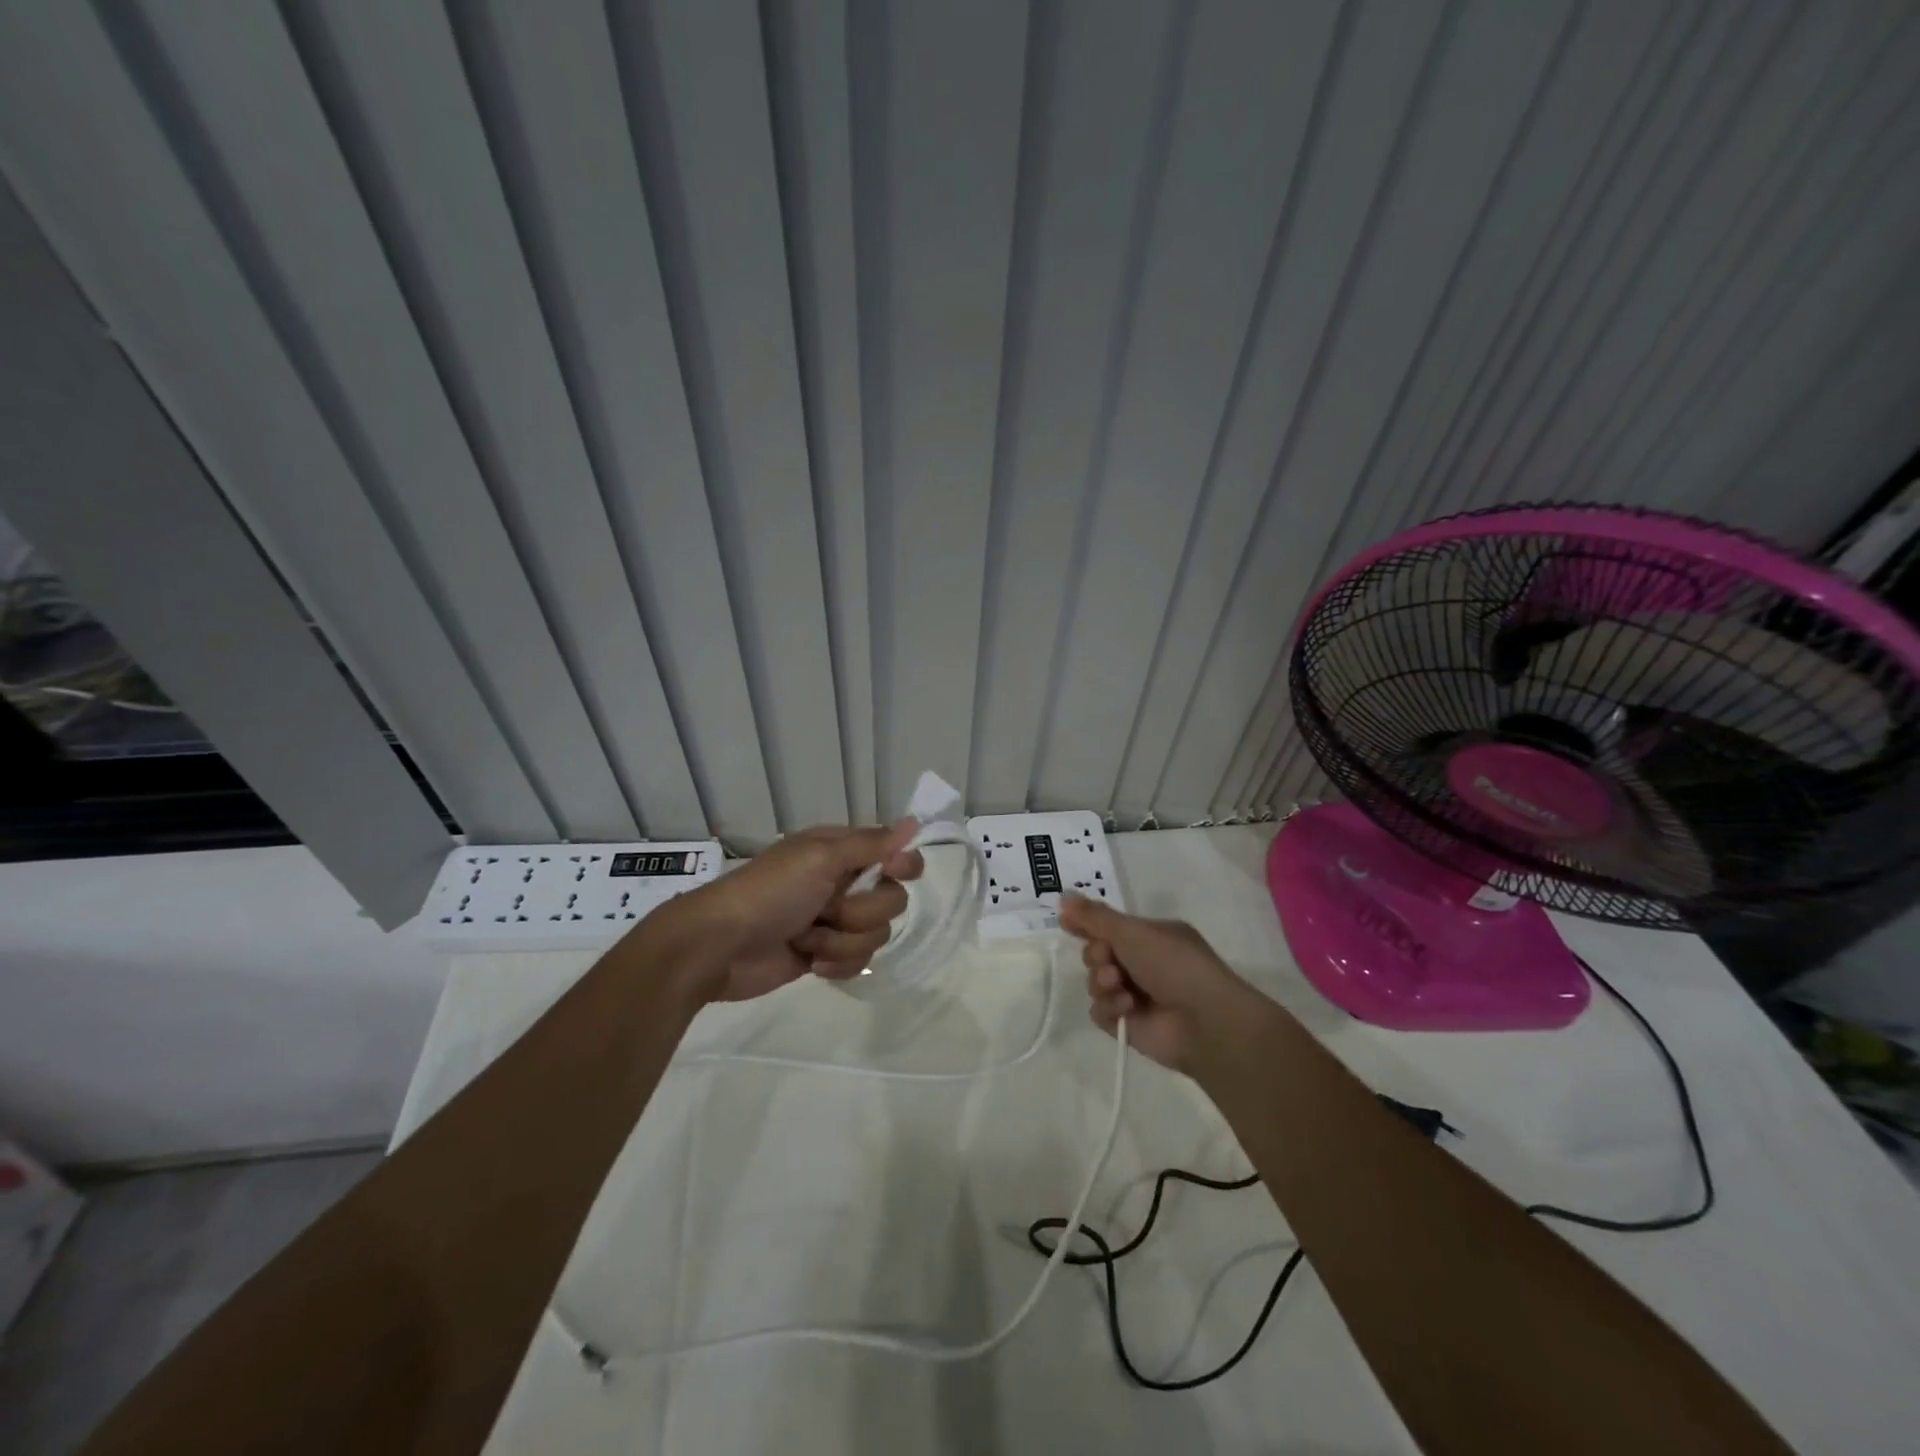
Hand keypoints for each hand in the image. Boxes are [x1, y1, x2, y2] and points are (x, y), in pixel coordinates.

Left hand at [651, 821, 924, 1003]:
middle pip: (891, 900)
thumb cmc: (769, 893)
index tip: (894, 872)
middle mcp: (842, 882)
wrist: (718, 946)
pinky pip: (858, 962)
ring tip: (806, 939)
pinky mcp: (825, 956)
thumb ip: (872, 843)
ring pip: (875, 935)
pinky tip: (808, 963)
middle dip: (860, 912)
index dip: (900, 866)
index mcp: (840, 851)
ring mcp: (834, 921)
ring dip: (840, 941)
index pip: (894, 854)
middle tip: (826, 909)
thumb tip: (915, 822)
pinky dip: (835, 964)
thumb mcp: (820, 857)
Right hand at [1059, 895, 1269, 1073]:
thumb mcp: (1133, 932)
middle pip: (1096, 952)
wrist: (1205, 1021)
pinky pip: (1100, 1011)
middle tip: (1108, 958)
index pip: (1109, 925)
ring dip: (1101, 981)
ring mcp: (1135, 994)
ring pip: (1095, 982)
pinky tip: (1126, 1007)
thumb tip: (1063, 896)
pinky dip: (1109, 1007)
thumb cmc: (1174, 964)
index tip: (1066, 922)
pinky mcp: (1128, 1024)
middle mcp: (1142, 963)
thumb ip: (1095, 917)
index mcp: (1149, 936)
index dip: (1086, 923)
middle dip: (1096, 954)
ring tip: (1117, 984)